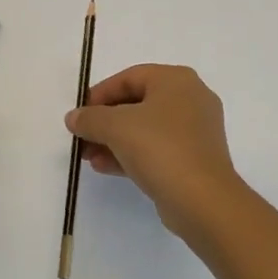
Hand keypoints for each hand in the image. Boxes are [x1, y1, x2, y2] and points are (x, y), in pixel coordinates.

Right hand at [64, 65, 249, 243]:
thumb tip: (74, 117)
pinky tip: (104, 166)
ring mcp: (195, 130)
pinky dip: (131, 154)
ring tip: (87, 156)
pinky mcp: (194, 158)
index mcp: (176, 80)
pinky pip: (156, 148)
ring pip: (145, 128)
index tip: (79, 113)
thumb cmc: (160, 149)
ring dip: (114, 140)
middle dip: (104, 121)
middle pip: (137, 103)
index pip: (129, 77)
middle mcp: (190, 99)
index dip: (99, 93)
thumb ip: (90, 118)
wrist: (203, 200)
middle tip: (81, 137)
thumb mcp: (116, 127)